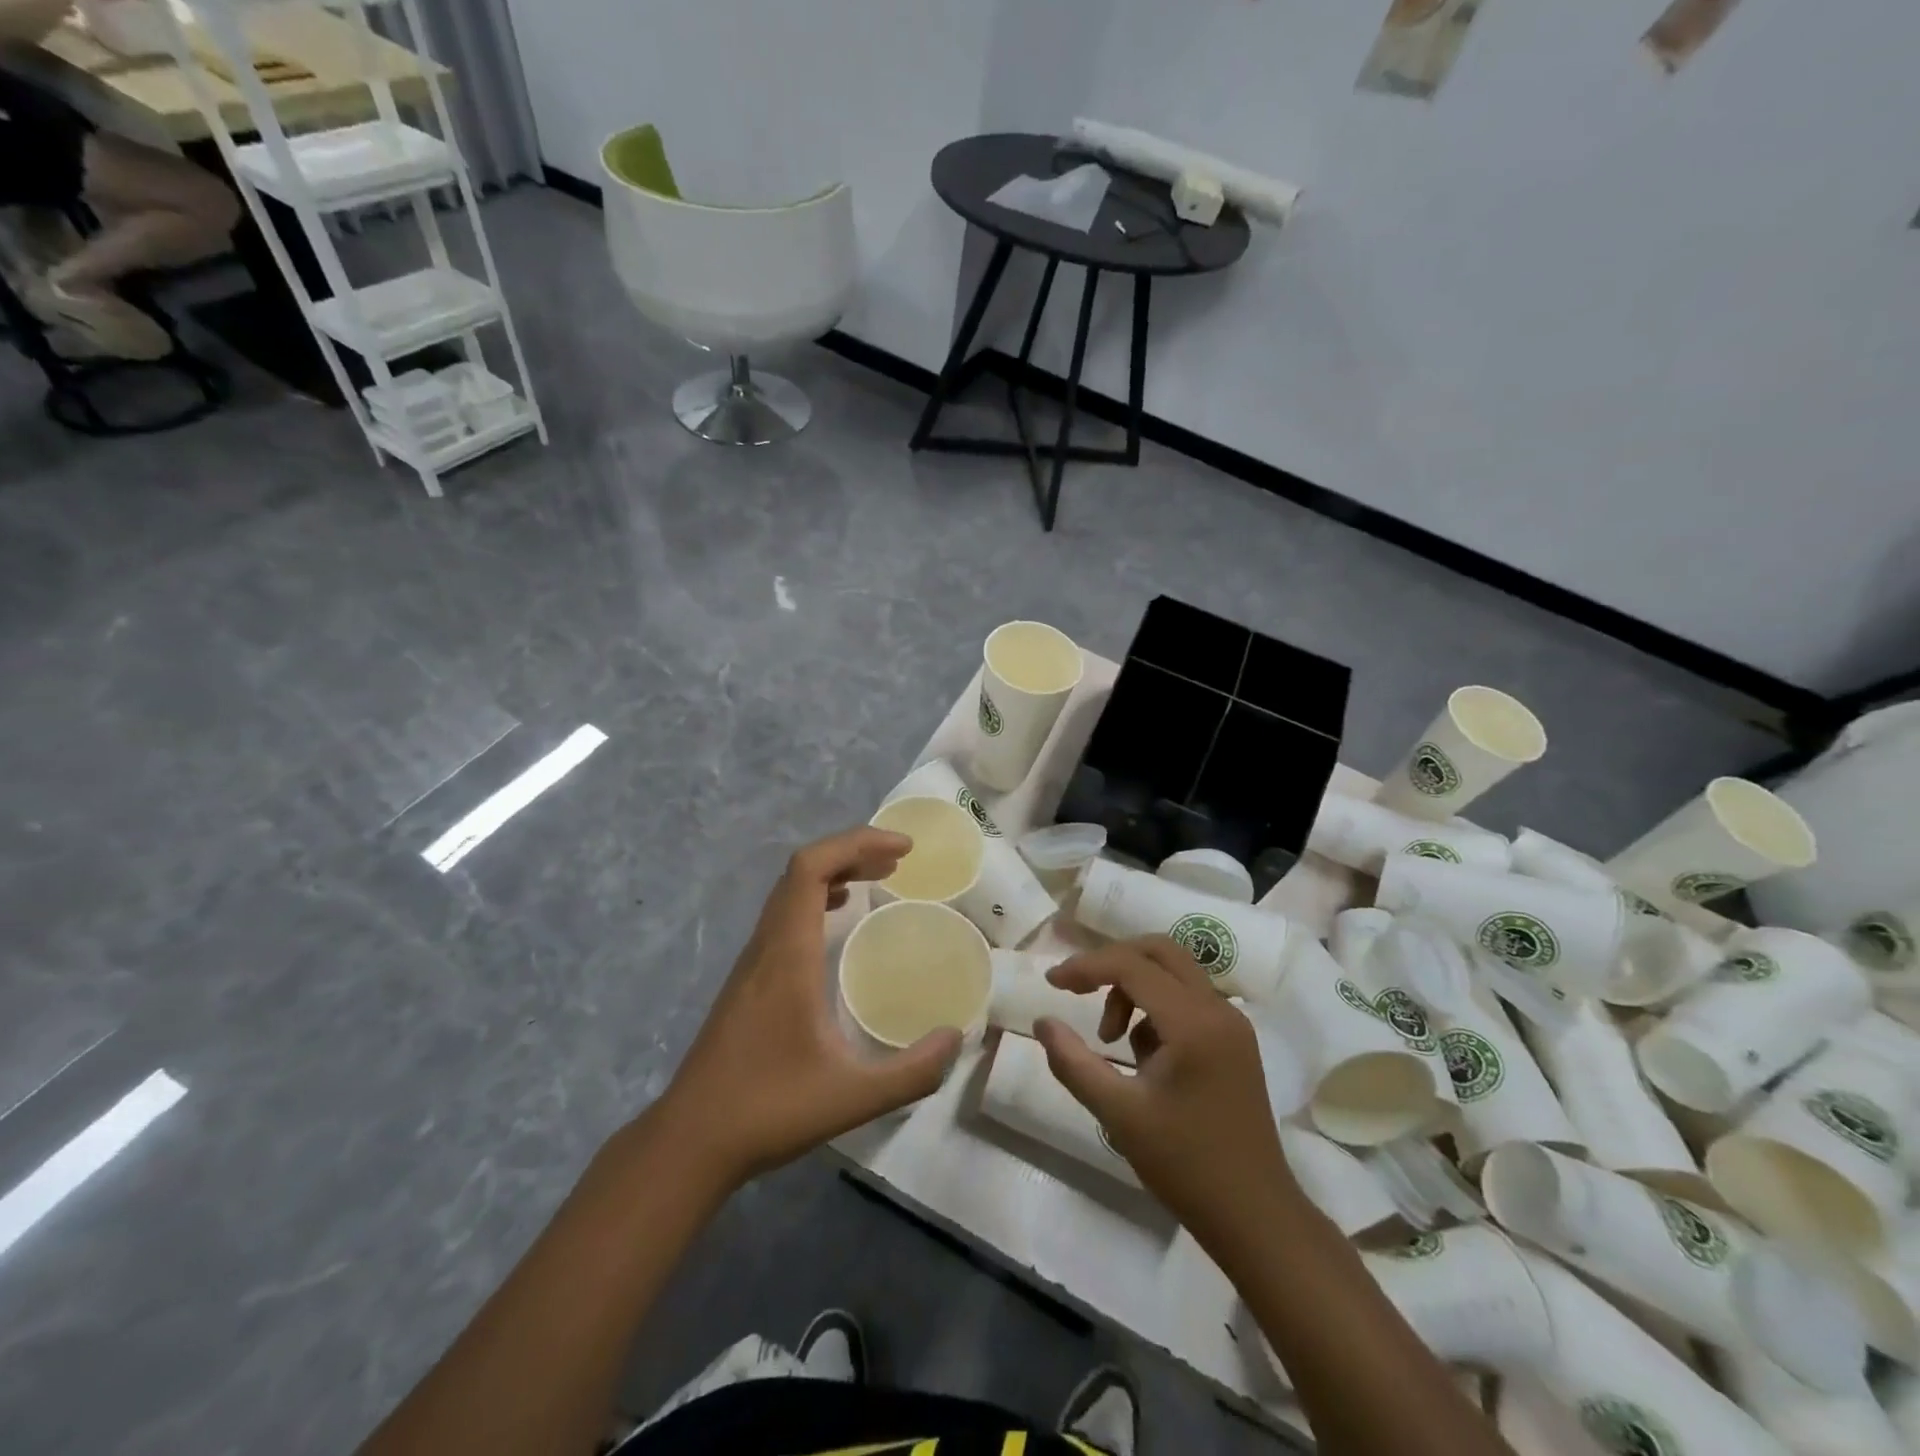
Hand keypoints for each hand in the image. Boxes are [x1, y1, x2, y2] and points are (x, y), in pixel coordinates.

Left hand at [649, 827, 963, 1193]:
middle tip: (898, 861)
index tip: (902, 850)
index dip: (856, 843)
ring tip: (876, 878)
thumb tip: (954, 1038)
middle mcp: (766, 945)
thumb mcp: (852, 1098)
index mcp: (787, 954)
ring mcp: (751, 961)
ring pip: (789, 891)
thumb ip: (911, 1072)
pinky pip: (783, 915)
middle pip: (801, 870)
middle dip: (852, 852)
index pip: (811, 868)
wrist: (690, 1141)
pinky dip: (816, 899)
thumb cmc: (768, 1110)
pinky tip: (836, 921)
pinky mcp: (747, 980)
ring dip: (833, 873)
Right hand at [1033, 937, 1291, 1248]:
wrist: (1256, 1217)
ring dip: (1134, 988)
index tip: (1051, 983)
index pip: (1132, 965)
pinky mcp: (1235, 1040)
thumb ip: (1074, 1063)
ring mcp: (1232, 1023)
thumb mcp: (1118, 1114)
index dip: (1086, 966)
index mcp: (1194, 1023)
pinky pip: (1188, 999)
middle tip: (1080, 991)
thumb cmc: (1185, 1166)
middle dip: (1113, 963)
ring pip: (1174, 972)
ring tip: (1111, 1041)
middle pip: (1160, 950)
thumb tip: (1042, 1022)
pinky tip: (1143, 1058)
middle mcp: (1218, 1009)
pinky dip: (1156, 1008)